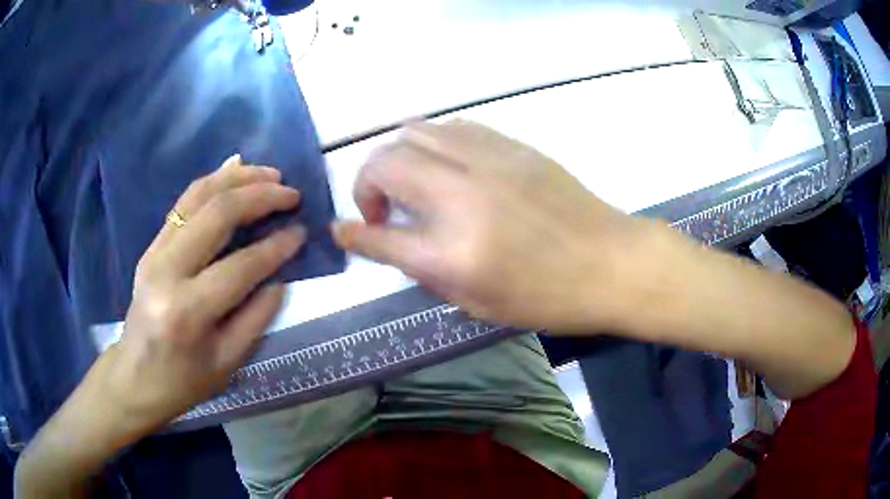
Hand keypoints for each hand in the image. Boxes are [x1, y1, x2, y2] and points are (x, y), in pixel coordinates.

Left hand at [106, 155, 304, 427]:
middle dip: (260, 196)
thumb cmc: (183, 381)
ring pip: (198, 196)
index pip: (241, 266)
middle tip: (291, 193)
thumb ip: (256, 318)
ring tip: (270, 174)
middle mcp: (167, 271)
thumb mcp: (227, 363)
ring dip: (238, 179)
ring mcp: (155, 252)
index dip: (276, 247)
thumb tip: (280, 278)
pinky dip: (212, 181)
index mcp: (188, 310)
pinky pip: (183, 202)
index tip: (302, 232)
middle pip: (217, 214)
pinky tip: (234, 169)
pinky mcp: (151, 245)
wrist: (135, 376)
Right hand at [333, 121, 651, 331]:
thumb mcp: (478, 303)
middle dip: (367, 183)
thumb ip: (425, 270)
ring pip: (414, 132)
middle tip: (383, 210)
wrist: (611, 262)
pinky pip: (451, 127)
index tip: (342, 229)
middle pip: (384, 163)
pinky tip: (444, 165)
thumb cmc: (548, 297)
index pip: (379, 236)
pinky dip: (432, 142)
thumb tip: (392, 240)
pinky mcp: (510, 145)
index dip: (353, 232)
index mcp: (452, 253)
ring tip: (410, 183)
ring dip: (397, 157)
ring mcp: (487, 162)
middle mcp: (460, 197)